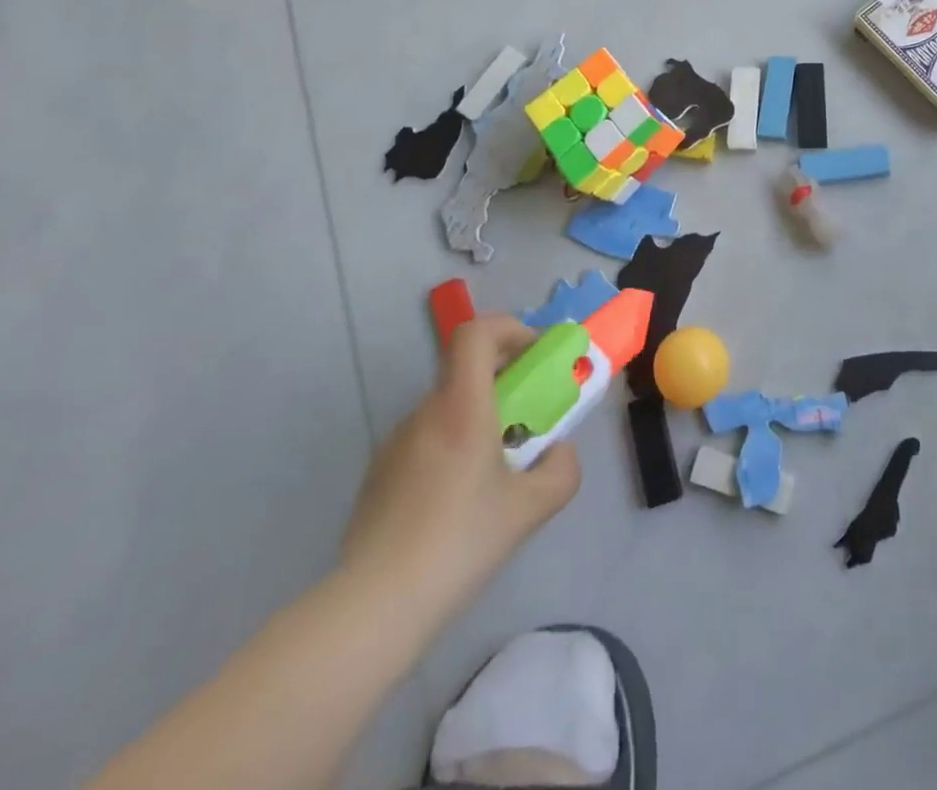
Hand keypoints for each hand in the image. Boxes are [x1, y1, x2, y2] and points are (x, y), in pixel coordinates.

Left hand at [339, 316, 579, 633]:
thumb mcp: (530, 509)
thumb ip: (561, 471)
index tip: (534, 356)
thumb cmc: (460, 543)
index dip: (510, 329)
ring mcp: (396, 443)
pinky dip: (452, 446)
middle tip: (529, 418)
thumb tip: (560, 452)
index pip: (476, 333)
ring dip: (479, 417)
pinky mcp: (379, 474)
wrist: (375, 607)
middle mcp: (425, 413)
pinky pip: (426, 439)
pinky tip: (458, 502)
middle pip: (466, 370)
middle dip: (505, 381)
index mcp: (461, 407)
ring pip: (447, 407)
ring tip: (496, 470)